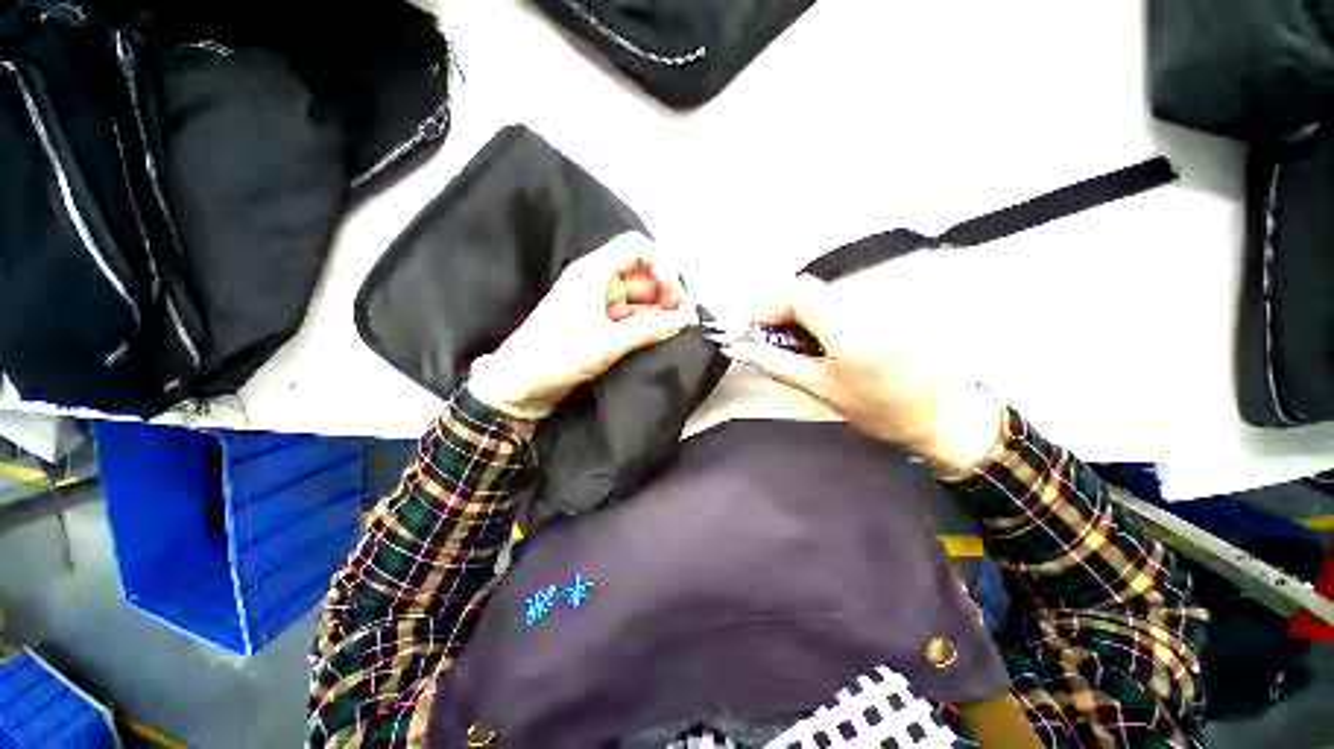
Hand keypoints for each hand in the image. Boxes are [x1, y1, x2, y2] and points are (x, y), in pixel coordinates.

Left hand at [469, 232, 695, 420]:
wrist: (522, 383)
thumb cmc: (559, 353)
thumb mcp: (609, 341)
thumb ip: (650, 328)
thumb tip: (685, 320)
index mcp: (595, 271)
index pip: (637, 248)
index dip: (661, 264)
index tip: (675, 293)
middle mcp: (600, 282)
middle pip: (644, 276)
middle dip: (667, 293)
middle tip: (685, 318)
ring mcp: (601, 304)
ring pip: (641, 299)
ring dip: (661, 311)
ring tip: (679, 330)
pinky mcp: (602, 325)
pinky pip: (633, 317)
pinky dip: (649, 325)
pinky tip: (664, 335)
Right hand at [723, 274, 1001, 473]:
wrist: (944, 415)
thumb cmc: (881, 410)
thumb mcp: (821, 390)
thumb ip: (778, 364)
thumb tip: (743, 350)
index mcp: (846, 326)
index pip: (797, 291)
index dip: (768, 306)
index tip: (754, 331)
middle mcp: (862, 304)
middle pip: (807, 290)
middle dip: (779, 312)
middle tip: (768, 342)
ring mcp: (876, 304)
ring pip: (820, 297)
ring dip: (797, 316)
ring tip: (792, 347)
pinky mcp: (882, 310)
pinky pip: (837, 304)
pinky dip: (816, 319)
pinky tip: (818, 345)